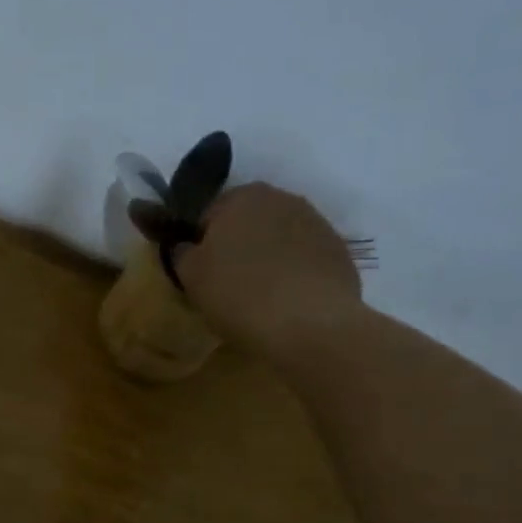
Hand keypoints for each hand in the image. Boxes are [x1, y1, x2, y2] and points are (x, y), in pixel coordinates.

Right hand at [173, 182, 362, 359]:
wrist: (312, 326)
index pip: (208, 214)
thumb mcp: (191, 275)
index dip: (200, 243)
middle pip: (247, 223)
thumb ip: (181, 252)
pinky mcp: (340, 253)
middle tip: (226, 285)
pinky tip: (286, 304)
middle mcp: (283, 198)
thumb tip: (185, 246)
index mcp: (243, 196)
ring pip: (278, 240)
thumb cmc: (240, 294)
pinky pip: (304, 260)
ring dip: (267, 259)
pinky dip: (293, 275)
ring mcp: (317, 224)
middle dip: (236, 247)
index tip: (199, 273)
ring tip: (259, 297)